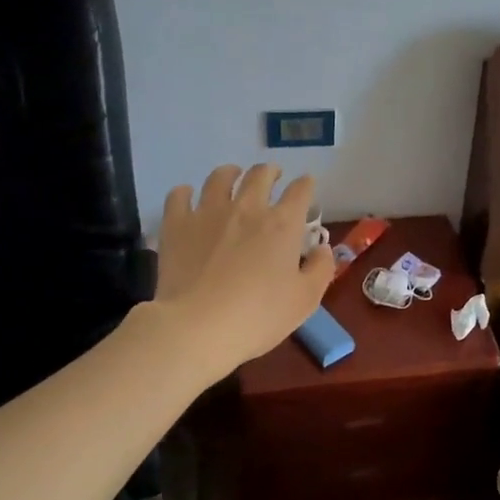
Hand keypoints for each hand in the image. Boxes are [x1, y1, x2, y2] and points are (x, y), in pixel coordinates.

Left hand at [153, 165, 335, 378]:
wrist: (198, 327)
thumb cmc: (259, 316)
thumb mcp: (306, 300)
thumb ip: (321, 269)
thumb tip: (322, 248)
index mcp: (283, 223)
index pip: (301, 190)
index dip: (306, 185)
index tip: (306, 186)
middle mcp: (247, 207)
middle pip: (260, 174)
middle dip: (270, 172)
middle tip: (271, 178)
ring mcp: (209, 212)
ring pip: (220, 177)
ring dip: (230, 173)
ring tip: (232, 178)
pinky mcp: (177, 224)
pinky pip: (179, 195)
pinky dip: (186, 193)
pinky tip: (188, 198)